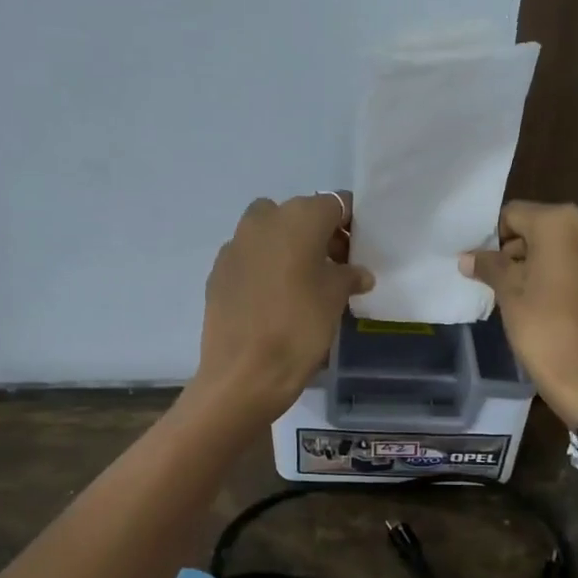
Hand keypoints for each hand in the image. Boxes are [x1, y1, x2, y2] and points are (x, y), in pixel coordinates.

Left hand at [194, 193, 373, 421]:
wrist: (244, 373)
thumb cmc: (300, 327)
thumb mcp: (336, 299)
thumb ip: (349, 276)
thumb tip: (357, 273)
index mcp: (298, 217)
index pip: (335, 204)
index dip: (351, 224)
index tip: (360, 248)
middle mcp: (263, 220)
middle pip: (300, 215)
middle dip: (319, 235)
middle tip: (336, 267)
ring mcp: (235, 244)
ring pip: (270, 233)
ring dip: (289, 248)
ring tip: (305, 283)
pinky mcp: (217, 271)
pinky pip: (250, 258)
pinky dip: (266, 267)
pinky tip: (275, 298)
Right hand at [460, 201, 577, 426]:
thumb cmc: (546, 334)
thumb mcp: (510, 299)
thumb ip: (491, 268)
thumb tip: (470, 256)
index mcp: (561, 224)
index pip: (515, 215)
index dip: (495, 239)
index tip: (487, 268)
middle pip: (547, 231)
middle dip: (526, 253)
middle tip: (509, 288)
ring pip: (574, 253)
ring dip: (554, 268)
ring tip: (539, 304)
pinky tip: (569, 316)